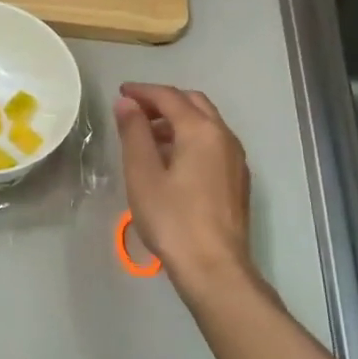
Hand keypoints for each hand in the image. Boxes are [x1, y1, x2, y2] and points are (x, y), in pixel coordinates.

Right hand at [115, 83, 261, 296]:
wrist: (214, 266)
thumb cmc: (172, 218)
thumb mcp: (142, 173)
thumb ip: (134, 133)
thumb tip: (127, 103)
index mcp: (201, 131)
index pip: (170, 97)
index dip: (143, 91)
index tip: (120, 92)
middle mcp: (224, 137)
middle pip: (194, 104)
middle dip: (163, 101)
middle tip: (134, 110)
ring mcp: (235, 159)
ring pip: (206, 124)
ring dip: (177, 120)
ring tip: (147, 134)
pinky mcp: (237, 180)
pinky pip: (212, 143)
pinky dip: (189, 138)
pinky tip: (170, 159)